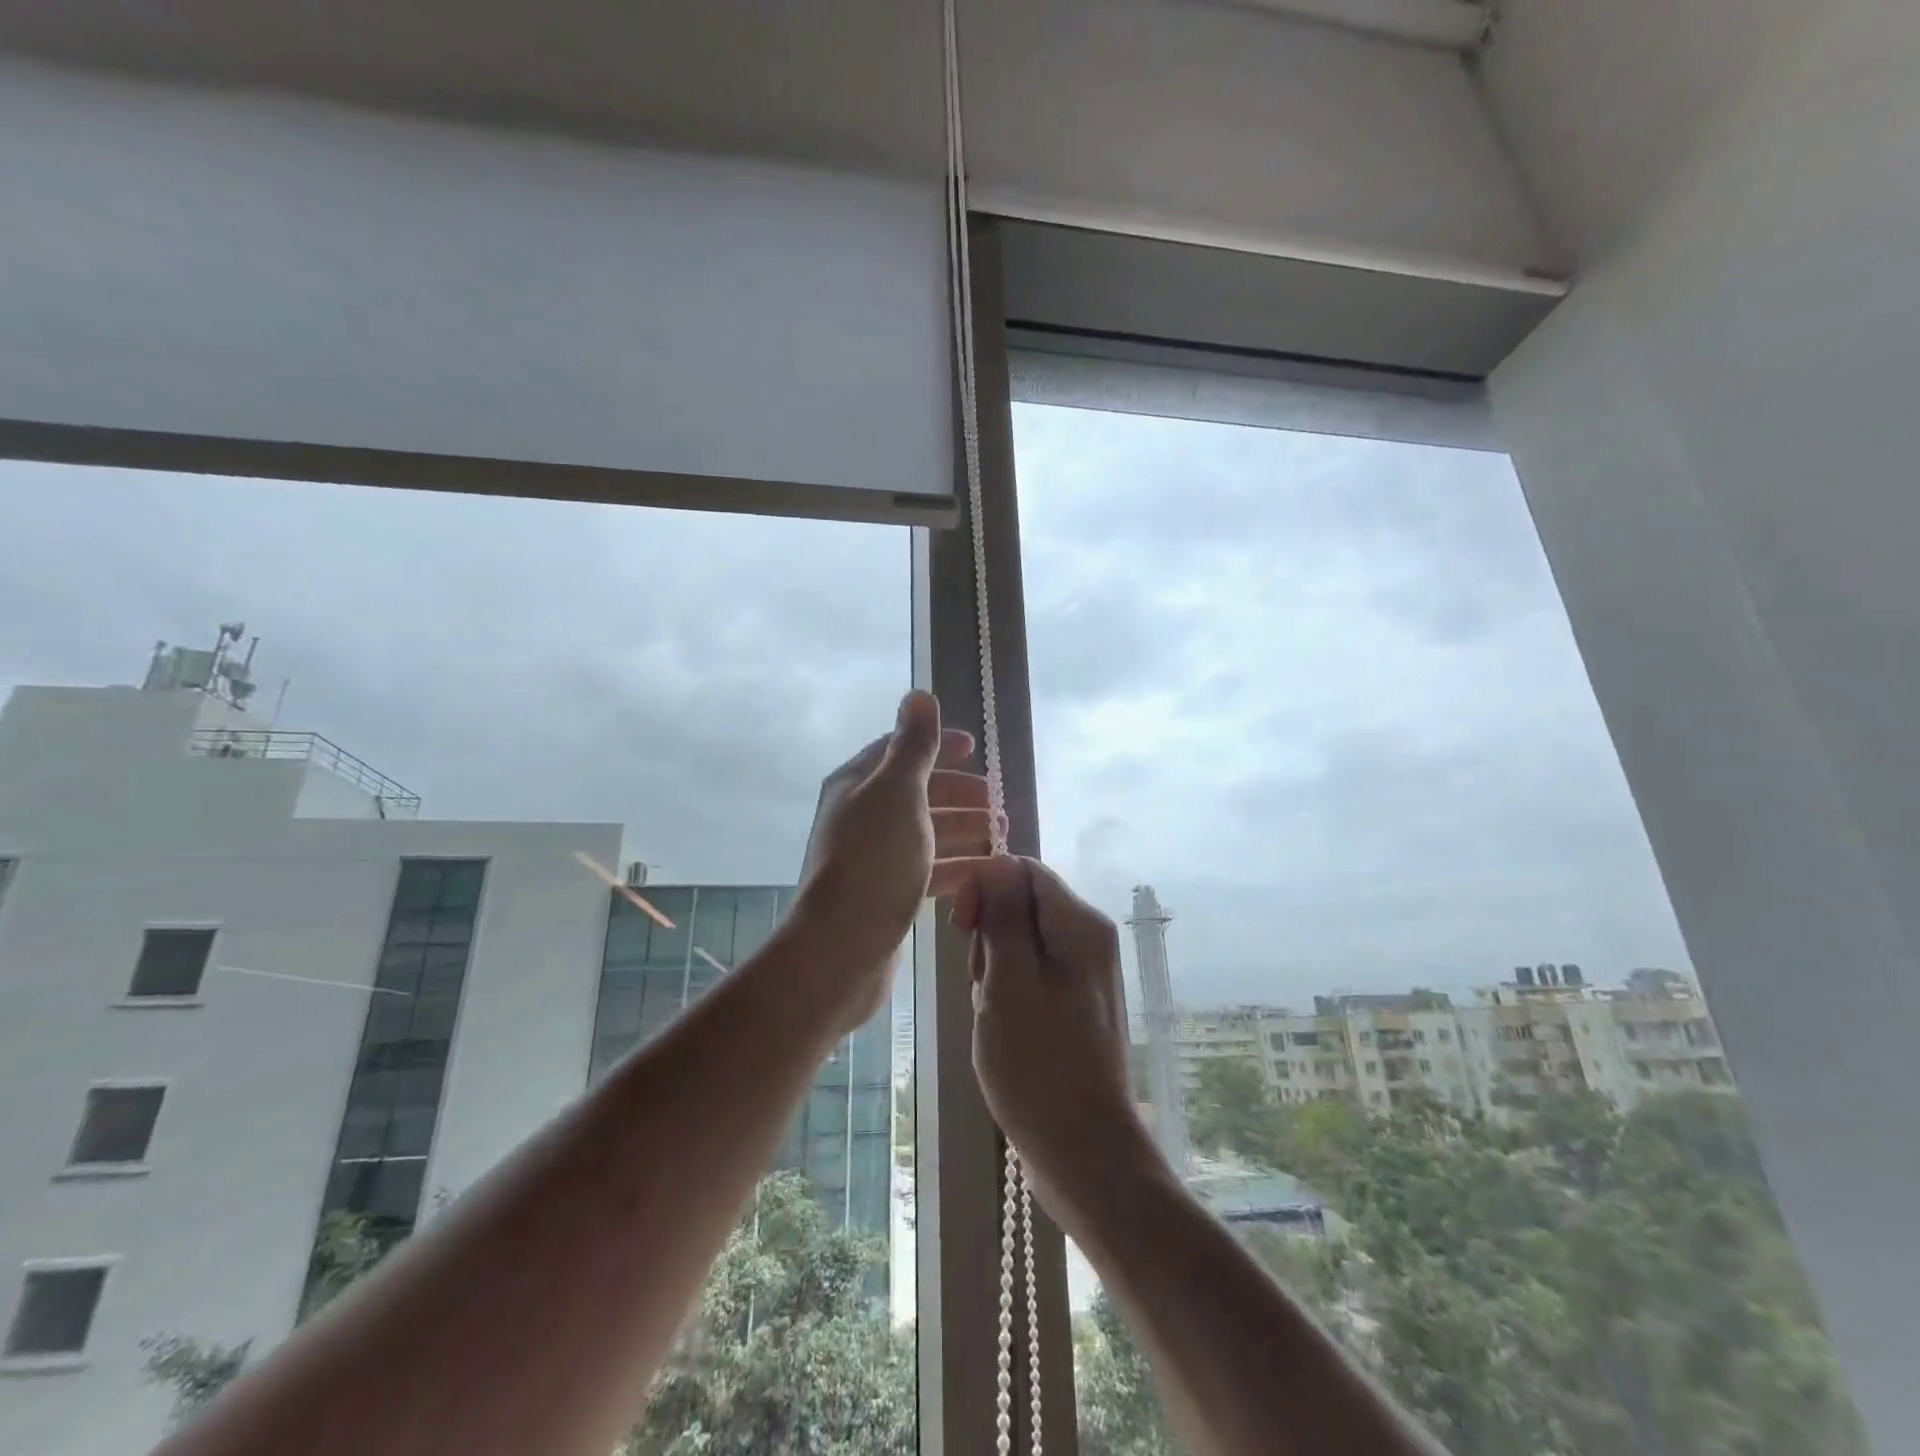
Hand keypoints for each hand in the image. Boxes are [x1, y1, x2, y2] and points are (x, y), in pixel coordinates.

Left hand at [794, 692, 993, 1028]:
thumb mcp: (898, 792)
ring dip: (962, 828)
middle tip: (997, 801)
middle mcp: (861, 817)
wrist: (842, 948)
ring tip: (1001, 833)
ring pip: (925, 832)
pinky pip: (926, 869)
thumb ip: (914, 745)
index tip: (976, 749)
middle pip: (916, 793)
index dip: (938, 746)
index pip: (900, 751)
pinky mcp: (885, 895)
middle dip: (958, 792)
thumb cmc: (874, 860)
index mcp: (857, 785)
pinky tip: (985, 871)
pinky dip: (956, 865)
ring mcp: (872, 858)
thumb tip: (918, 695)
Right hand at [955, 857, 1161, 1229]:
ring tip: (993, 1014)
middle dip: (989, 936)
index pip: (1023, 870)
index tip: (962, 930)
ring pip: (1020, 941)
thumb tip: (998, 862)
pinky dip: (1007, 992)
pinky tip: (1003, 1028)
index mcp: (1080, 924)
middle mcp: (1088, 938)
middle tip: (983, 986)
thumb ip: (1004, 916)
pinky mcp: (1073, 1002)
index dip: (985, 888)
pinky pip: (1029, 974)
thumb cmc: (1039, 1064)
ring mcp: (1083, 972)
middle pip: (1021, 904)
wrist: (1083, 1151)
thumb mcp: (1009, 982)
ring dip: (994, 969)